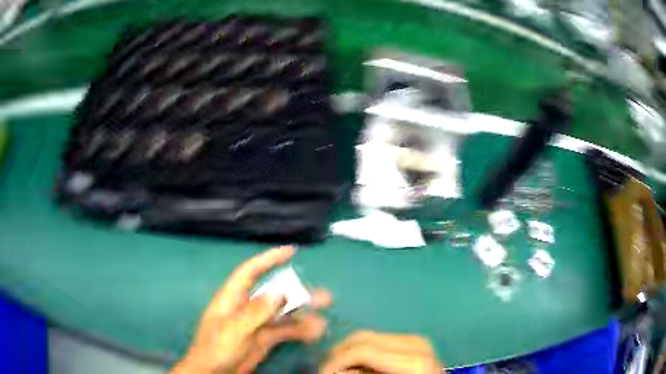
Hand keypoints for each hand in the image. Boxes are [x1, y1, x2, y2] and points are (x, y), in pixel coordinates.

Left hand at [171, 246, 331, 373]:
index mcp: (232, 298)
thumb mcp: (233, 330)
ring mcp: (257, 325)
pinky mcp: (264, 340)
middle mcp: (246, 308)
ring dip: (303, 316)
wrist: (214, 373)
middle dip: (298, 294)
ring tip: (323, 322)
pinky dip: (299, 332)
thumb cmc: (216, 349)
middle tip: (324, 297)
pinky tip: (314, 334)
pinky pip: (285, 332)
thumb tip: (279, 293)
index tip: (291, 251)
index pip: (250, 272)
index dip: (269, 259)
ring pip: (283, 315)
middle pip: (274, 295)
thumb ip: (255, 312)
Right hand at [319, 331, 442, 373]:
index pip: (362, 350)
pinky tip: (361, 365)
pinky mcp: (414, 342)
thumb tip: (333, 370)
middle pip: (363, 337)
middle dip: (340, 353)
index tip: (322, 372)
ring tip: (342, 368)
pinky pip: (380, 340)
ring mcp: (417, 340)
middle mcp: (416, 343)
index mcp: (413, 359)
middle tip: (327, 369)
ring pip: (369, 336)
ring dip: (350, 352)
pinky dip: (365, 352)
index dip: (336, 361)